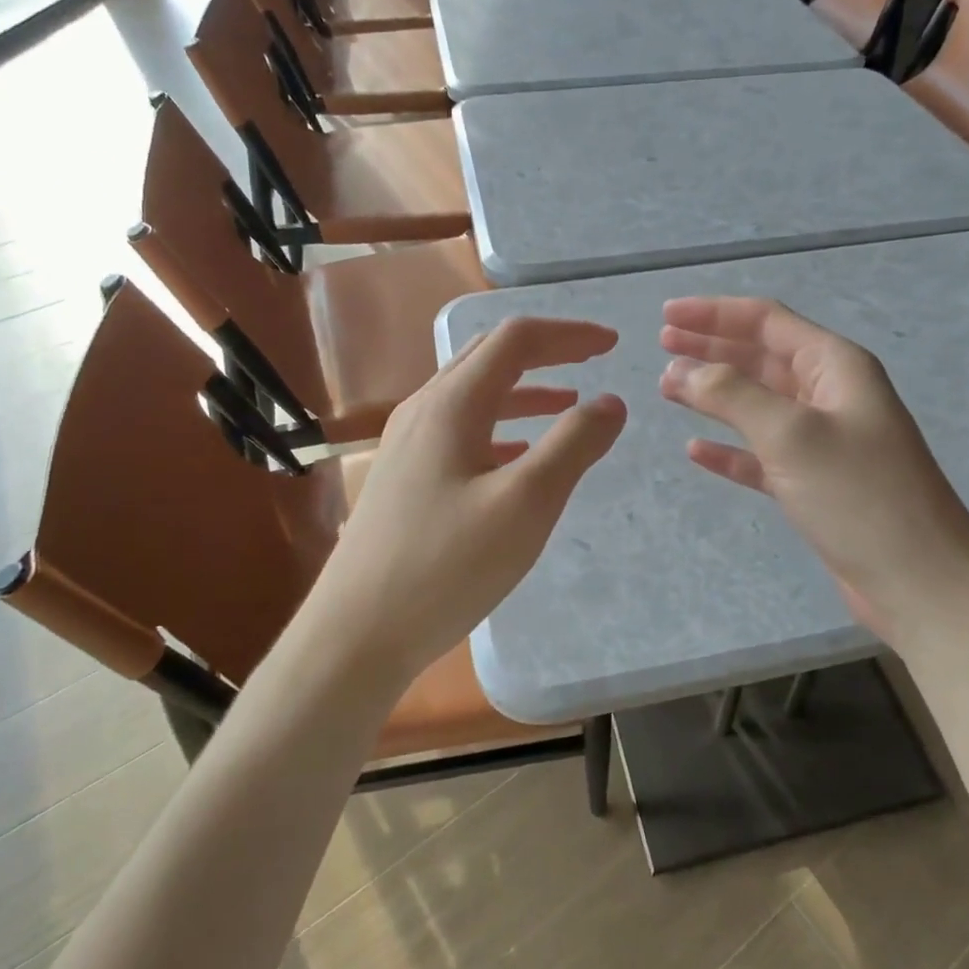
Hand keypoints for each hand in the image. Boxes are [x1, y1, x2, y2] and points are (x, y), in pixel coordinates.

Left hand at [311, 317, 626, 682]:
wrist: (356, 634)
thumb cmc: (446, 566)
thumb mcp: (526, 504)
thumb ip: (572, 445)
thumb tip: (610, 402)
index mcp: (452, 404)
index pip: (516, 340)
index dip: (568, 334)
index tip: (612, 345)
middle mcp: (423, 410)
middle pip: (490, 356)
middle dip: (546, 351)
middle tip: (592, 359)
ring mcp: (406, 444)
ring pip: (474, 394)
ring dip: (525, 389)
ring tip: (568, 403)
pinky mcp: (403, 477)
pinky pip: (460, 430)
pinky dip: (501, 426)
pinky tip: (518, 455)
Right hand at [659, 297, 968, 637]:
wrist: (921, 584)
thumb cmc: (859, 496)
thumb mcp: (791, 434)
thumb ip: (732, 395)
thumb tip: (682, 370)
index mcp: (835, 366)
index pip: (766, 320)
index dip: (714, 313)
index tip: (666, 314)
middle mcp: (830, 394)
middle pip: (760, 356)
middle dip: (711, 347)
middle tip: (661, 344)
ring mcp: (823, 441)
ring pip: (757, 404)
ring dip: (713, 394)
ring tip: (668, 388)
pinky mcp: (815, 483)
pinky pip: (761, 454)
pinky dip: (729, 448)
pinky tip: (696, 450)